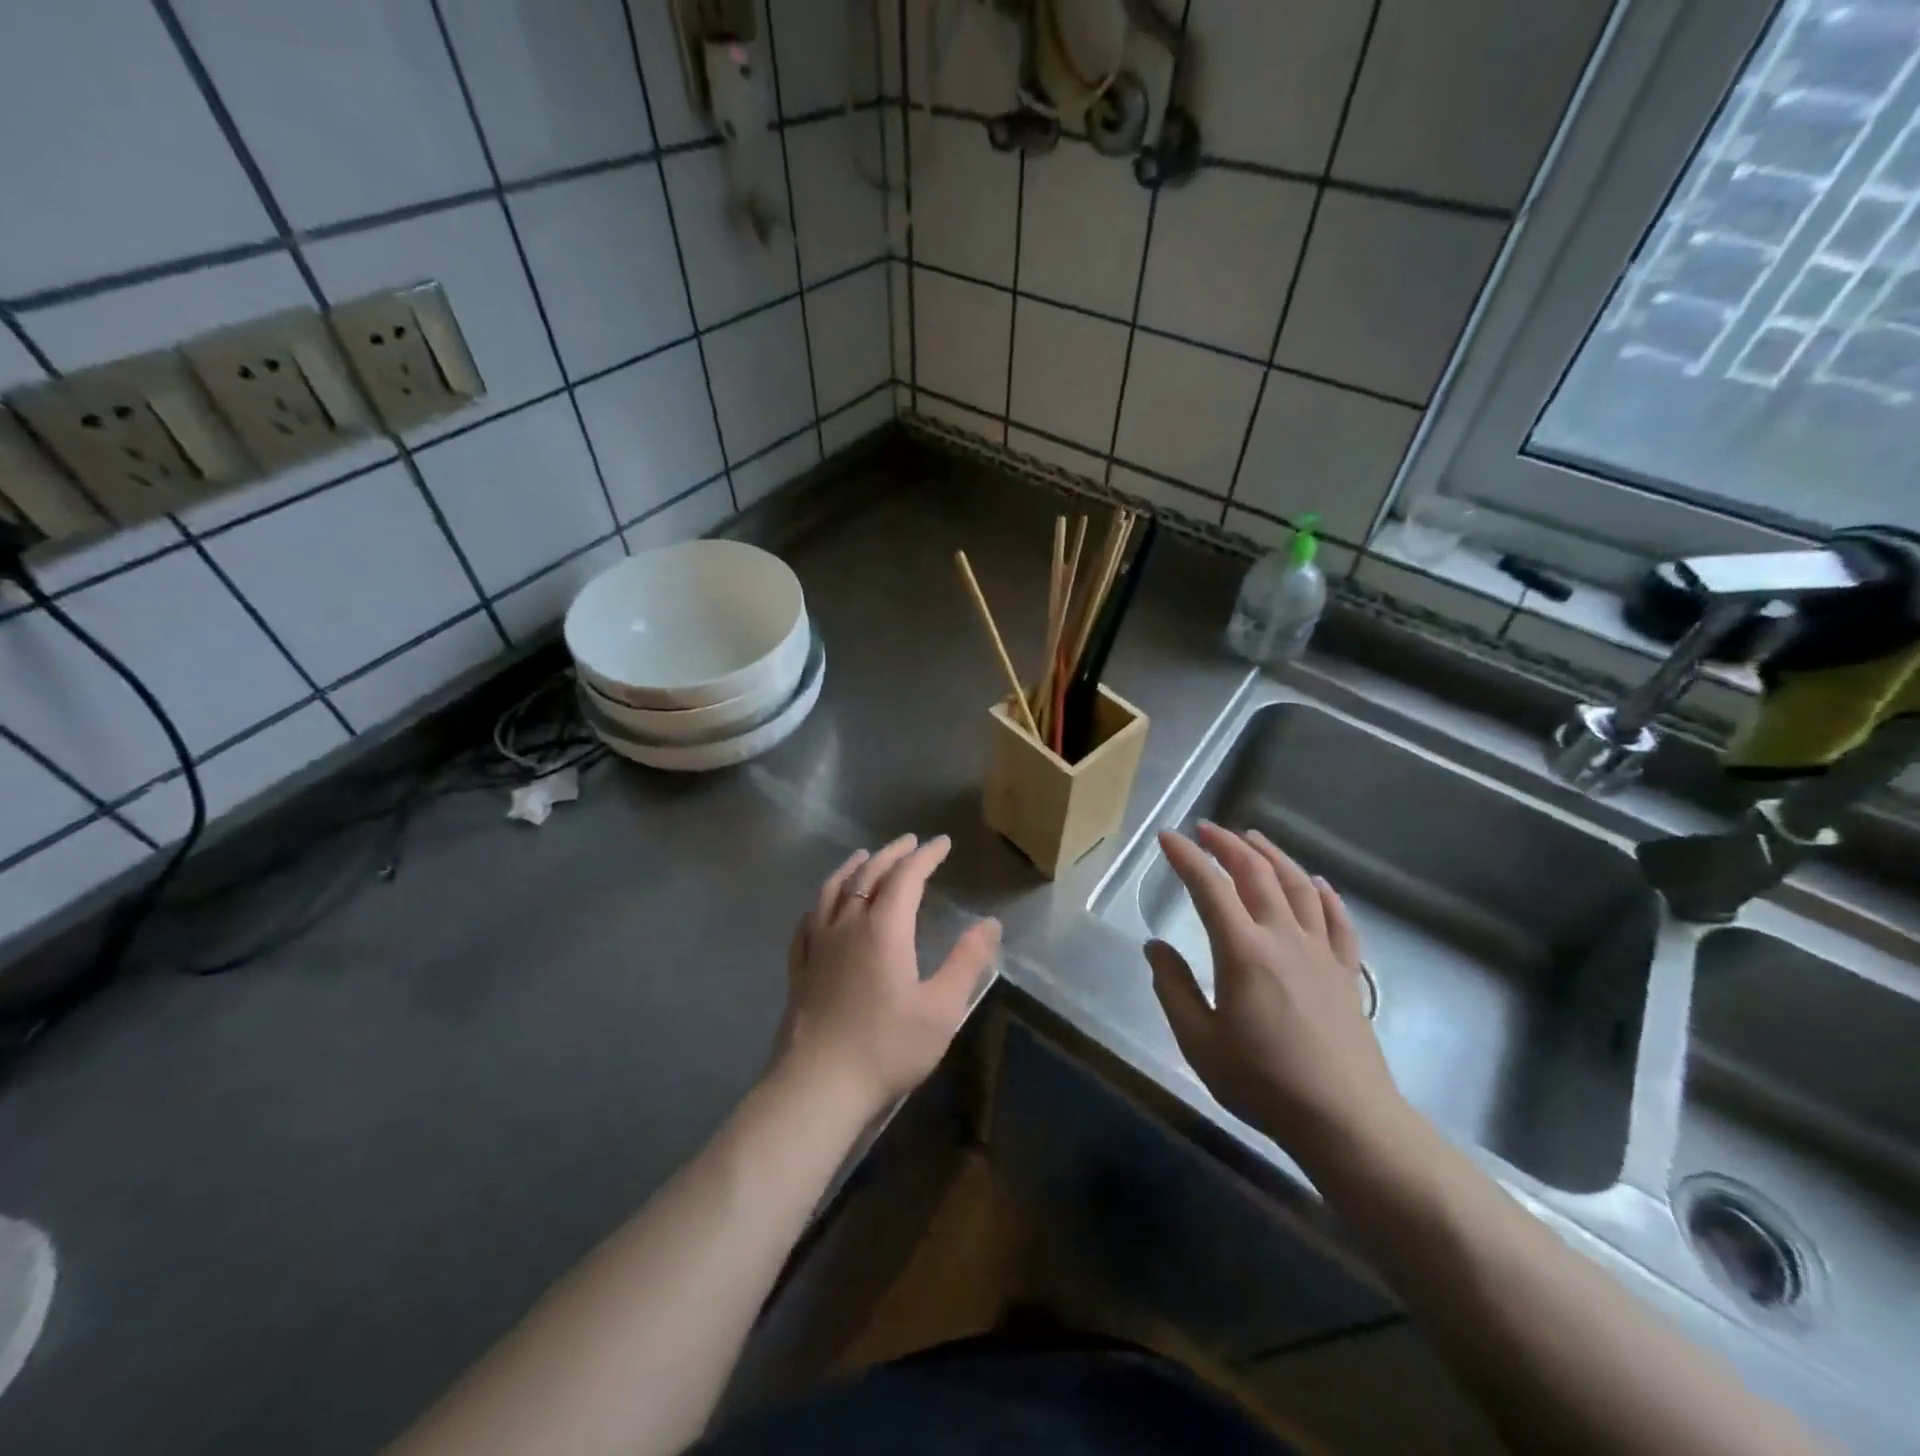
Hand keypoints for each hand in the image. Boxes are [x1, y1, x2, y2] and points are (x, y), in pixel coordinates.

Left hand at [777, 834, 1000, 1110]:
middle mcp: (848, 924)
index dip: (926, 856)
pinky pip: (809, 919)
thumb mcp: (942, 1008)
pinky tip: (823, 905)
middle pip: (870, 874)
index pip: (907, 876)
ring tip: (865, 856)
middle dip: (893, 854)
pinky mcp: (799, 966)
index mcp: (884, 928)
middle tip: (910, 842)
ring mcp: (818, 944)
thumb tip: (990, 923)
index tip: (943, 843)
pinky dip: (822, 900)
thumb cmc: (887, 1046)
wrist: (818, 1085)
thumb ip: (967, 961)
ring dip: (854, 867)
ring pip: (834, 889)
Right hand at [1146, 822, 1410, 1169]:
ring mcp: (1321, 953)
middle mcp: (1283, 938)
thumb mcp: (1199, 1042)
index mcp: (1243, 952)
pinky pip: (1339, 921)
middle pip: (1256, 874)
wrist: (1345, 1120)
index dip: (1186, 858)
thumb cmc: (1263, 1083)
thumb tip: (1154, 947)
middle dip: (1227, 845)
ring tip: (1253, 839)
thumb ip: (1173, 989)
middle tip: (1205, 829)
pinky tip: (1317, 884)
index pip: (1209, 888)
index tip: (1167, 837)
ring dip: (1273, 856)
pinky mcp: (1347, 973)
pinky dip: (1325, 895)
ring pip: (1298, 886)